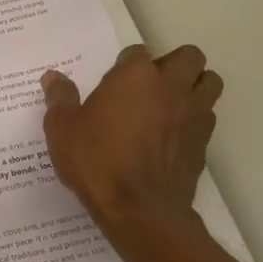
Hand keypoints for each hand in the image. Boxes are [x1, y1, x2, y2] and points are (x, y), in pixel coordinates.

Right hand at [42, 44, 222, 229]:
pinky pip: (207, 117)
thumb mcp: (62, 130)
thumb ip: (60, 98)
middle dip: (174, 64)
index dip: (126, 65)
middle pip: (189, 57)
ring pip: (209, 82)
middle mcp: (171, 86)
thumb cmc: (97, 162)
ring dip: (194, 86)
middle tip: (150, 85)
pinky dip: (195, 119)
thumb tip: (53, 77)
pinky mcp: (204, 142)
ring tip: (170, 104)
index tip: (113, 84)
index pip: (138, 52)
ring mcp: (194, 113)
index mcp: (136, 76)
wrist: (139, 209)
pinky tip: (173, 136)